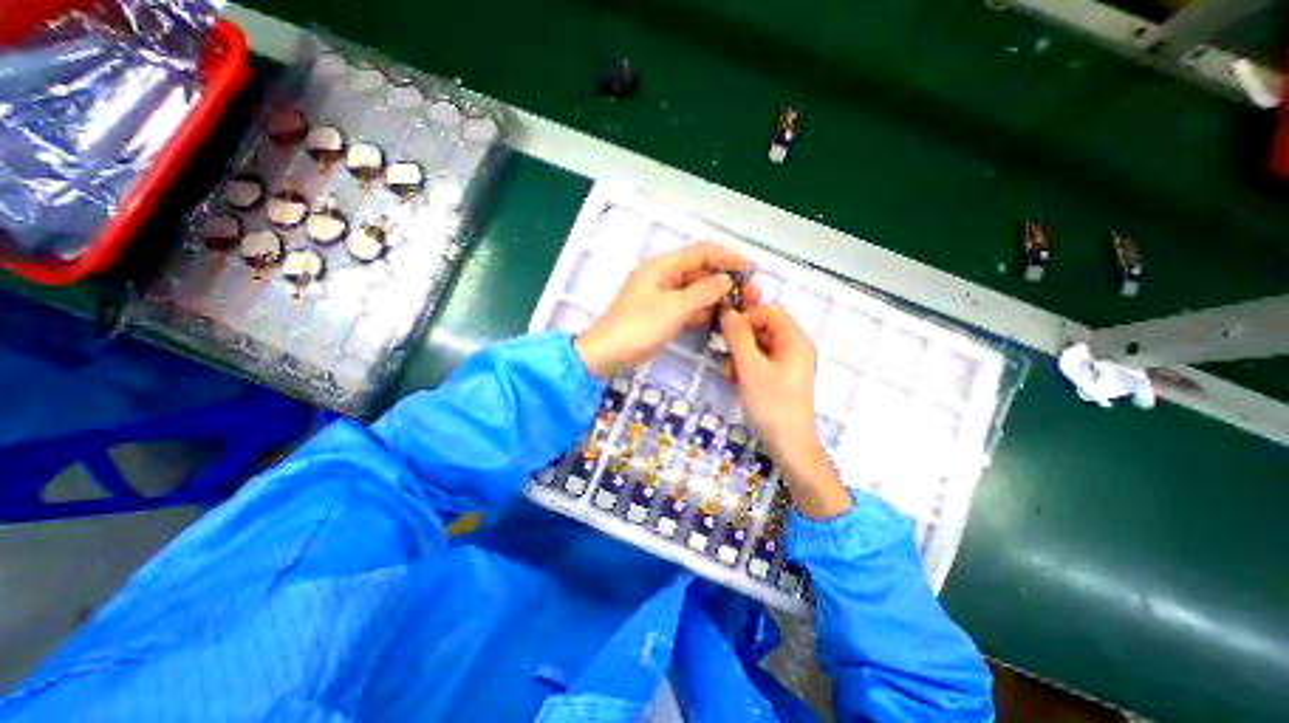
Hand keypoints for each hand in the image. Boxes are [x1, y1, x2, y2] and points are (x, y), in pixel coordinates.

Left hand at [577, 244, 757, 379]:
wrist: (608, 353)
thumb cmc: (639, 326)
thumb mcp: (674, 307)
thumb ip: (703, 291)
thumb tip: (727, 279)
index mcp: (662, 267)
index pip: (701, 252)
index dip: (726, 258)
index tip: (748, 271)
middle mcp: (663, 277)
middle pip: (700, 271)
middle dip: (724, 281)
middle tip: (749, 296)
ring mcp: (662, 296)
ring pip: (695, 291)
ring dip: (715, 297)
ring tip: (739, 309)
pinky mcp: (662, 314)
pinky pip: (687, 307)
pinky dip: (702, 311)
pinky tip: (718, 319)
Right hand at [716, 304, 854, 517]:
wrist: (787, 445)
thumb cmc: (772, 404)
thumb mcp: (750, 367)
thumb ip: (737, 336)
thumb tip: (726, 310)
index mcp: (794, 340)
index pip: (768, 311)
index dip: (747, 317)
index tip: (728, 333)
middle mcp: (792, 347)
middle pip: (760, 328)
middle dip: (739, 342)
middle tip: (726, 357)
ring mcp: (784, 363)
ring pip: (754, 346)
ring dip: (738, 357)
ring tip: (731, 376)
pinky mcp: (776, 377)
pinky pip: (756, 362)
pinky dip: (743, 369)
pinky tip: (735, 383)